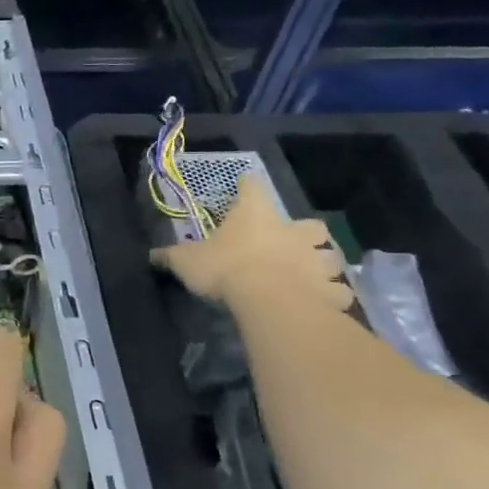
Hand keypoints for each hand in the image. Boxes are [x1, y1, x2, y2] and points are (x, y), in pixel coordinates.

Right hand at [151, 178, 352, 312]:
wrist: (270, 301)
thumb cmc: (226, 269)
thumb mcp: (187, 261)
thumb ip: (171, 256)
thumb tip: (151, 254)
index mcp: (256, 215)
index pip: (252, 188)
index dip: (247, 187)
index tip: (244, 186)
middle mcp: (292, 231)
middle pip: (310, 224)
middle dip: (304, 233)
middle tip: (292, 244)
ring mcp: (316, 260)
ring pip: (331, 257)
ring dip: (323, 264)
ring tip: (311, 275)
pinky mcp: (330, 290)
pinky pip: (337, 292)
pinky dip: (332, 296)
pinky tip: (322, 303)